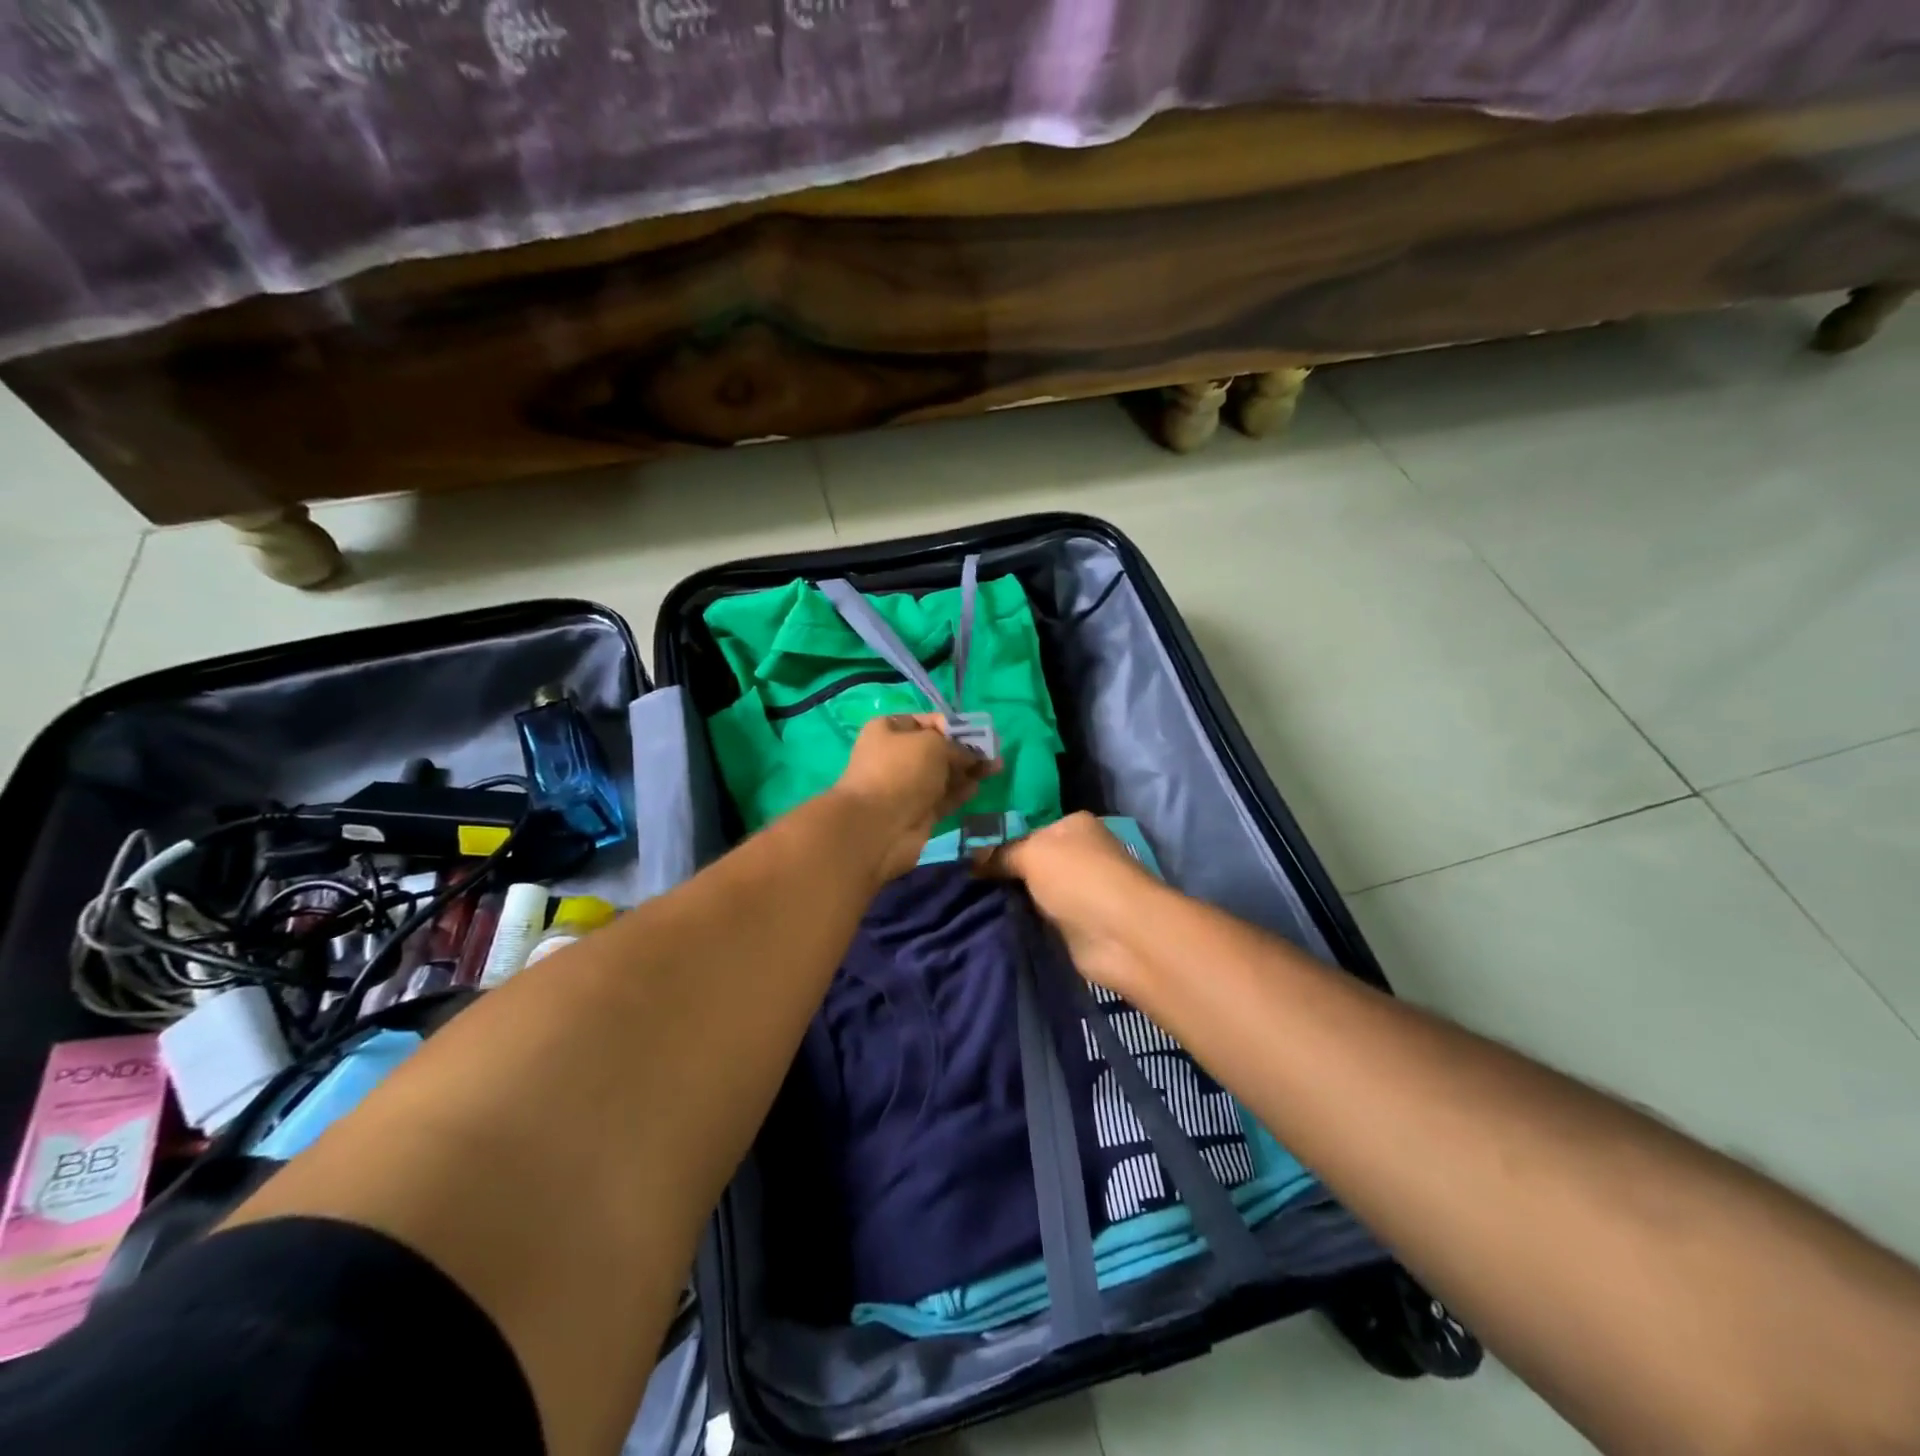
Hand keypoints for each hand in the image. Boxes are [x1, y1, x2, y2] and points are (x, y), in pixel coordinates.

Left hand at [833, 713, 998, 883]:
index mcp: (889, 730)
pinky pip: (944, 797)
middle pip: (937, 749)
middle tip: (994, 752)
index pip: (927, 721)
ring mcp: (907, 786)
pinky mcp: (918, 812)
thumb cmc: (901, 771)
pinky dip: (960, 792)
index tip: (979, 733)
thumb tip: (971, 755)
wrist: (877, 827)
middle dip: (966, 750)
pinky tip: (978, 787)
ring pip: (943, 774)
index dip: (954, 726)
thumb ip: (956, 745)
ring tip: (996, 769)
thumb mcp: (932, 744)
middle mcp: (896, 756)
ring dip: (968, 771)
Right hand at [982, 812, 1164, 994]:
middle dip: (1004, 873)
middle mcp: (1080, 854)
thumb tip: (971, 859)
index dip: (1001, 842)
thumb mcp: (1031, 853)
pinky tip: (993, 924)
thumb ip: (1000, 854)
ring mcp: (1079, 891)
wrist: (1119, 934)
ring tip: (969, 903)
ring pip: (1034, 892)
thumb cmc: (1078, 877)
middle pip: (1032, 862)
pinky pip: (1040, 919)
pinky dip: (1024, 923)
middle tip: (963, 881)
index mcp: (1074, 825)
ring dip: (1012, 900)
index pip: (1029, 829)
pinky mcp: (1077, 925)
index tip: (967, 857)